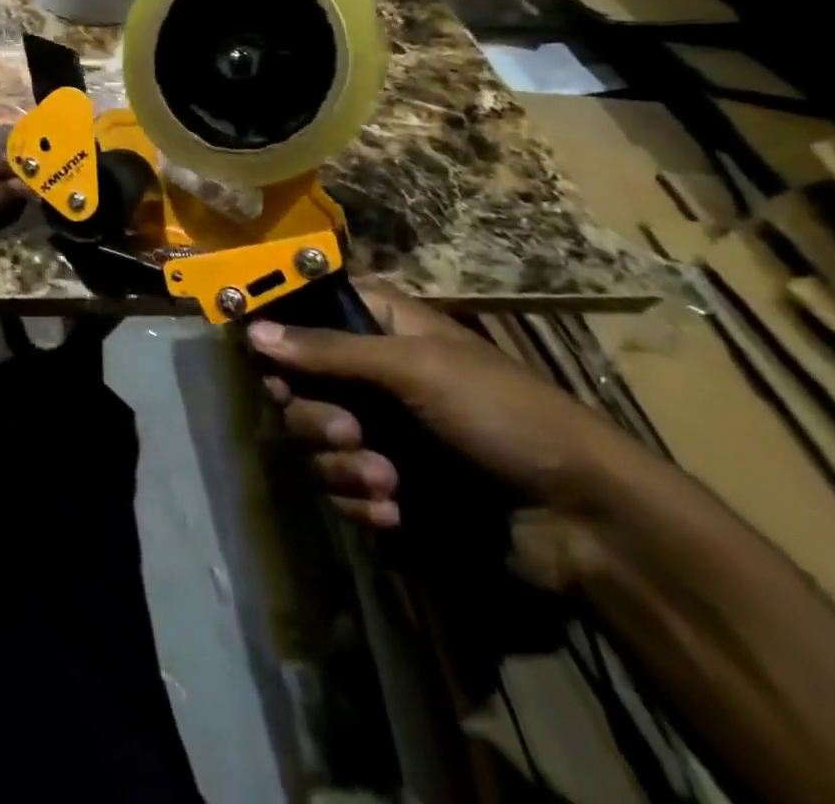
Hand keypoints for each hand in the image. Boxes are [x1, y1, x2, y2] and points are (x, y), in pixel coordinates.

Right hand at [249, 282, 639, 587]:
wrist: (582, 521)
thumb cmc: (501, 415)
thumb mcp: (415, 368)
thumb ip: (329, 350)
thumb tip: (252, 331)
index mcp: (382, 329)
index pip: (308, 313)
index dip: (282, 334)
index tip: (266, 359)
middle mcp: (370, 376)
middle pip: (298, 384)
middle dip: (316, 416)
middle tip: (350, 431)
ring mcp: (378, 433)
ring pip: (314, 442)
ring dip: (342, 466)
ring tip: (387, 483)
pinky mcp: (386, 486)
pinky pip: (340, 488)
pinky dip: (361, 501)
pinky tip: (395, 512)